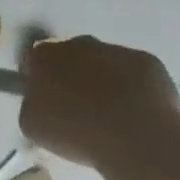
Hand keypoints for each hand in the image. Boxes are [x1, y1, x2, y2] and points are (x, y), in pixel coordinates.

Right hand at [18, 35, 179, 167]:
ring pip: (104, 62)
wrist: (136, 136)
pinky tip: (138, 114)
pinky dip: (135, 88)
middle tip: (80, 108)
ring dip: (104, 81)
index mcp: (43, 55)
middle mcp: (76, 43)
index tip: (46, 101)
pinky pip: (135, 73)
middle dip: (72, 76)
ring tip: (113, 116)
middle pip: (70, 56)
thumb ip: (31, 105)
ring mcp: (115, 50)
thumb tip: (40, 102)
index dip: (38, 80)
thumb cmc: (75, 130)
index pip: (33, 60)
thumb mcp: (32, 125)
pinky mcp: (148, 62)